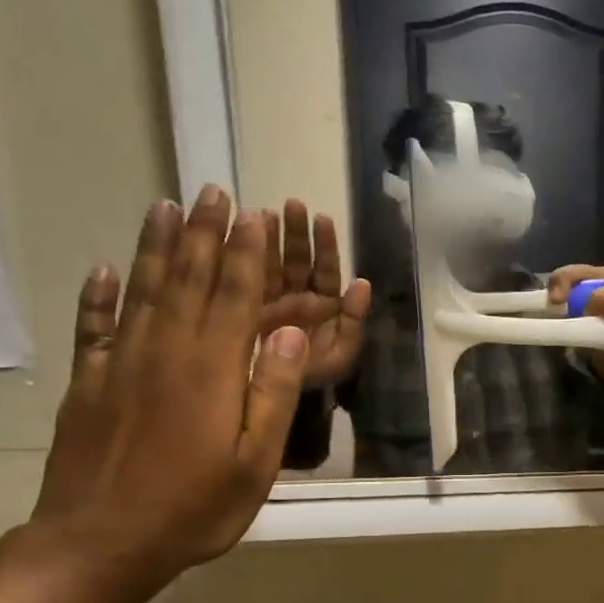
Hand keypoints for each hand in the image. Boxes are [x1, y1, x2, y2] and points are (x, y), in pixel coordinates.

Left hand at [31, 186, 308, 578]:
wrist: (100, 542)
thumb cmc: (193, 508)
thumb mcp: (255, 462)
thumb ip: (270, 394)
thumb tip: (285, 334)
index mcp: (212, 370)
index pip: (235, 297)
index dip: (246, 254)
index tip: (253, 215)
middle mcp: (165, 352)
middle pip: (187, 280)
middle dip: (203, 234)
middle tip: (211, 192)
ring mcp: (119, 364)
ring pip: (141, 291)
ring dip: (155, 247)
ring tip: (165, 207)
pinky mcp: (87, 384)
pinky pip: (92, 327)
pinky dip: (96, 296)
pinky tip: (102, 270)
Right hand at [259, 199, 370, 388]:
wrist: (276, 397)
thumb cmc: (314, 375)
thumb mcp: (341, 353)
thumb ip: (353, 320)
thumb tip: (362, 283)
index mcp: (325, 307)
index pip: (327, 270)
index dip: (326, 245)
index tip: (322, 218)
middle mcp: (298, 299)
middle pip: (300, 259)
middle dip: (297, 231)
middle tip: (292, 204)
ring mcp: (271, 300)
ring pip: (274, 262)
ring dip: (272, 236)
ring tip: (266, 211)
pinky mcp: (246, 305)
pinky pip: (248, 276)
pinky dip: (246, 255)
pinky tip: (241, 234)